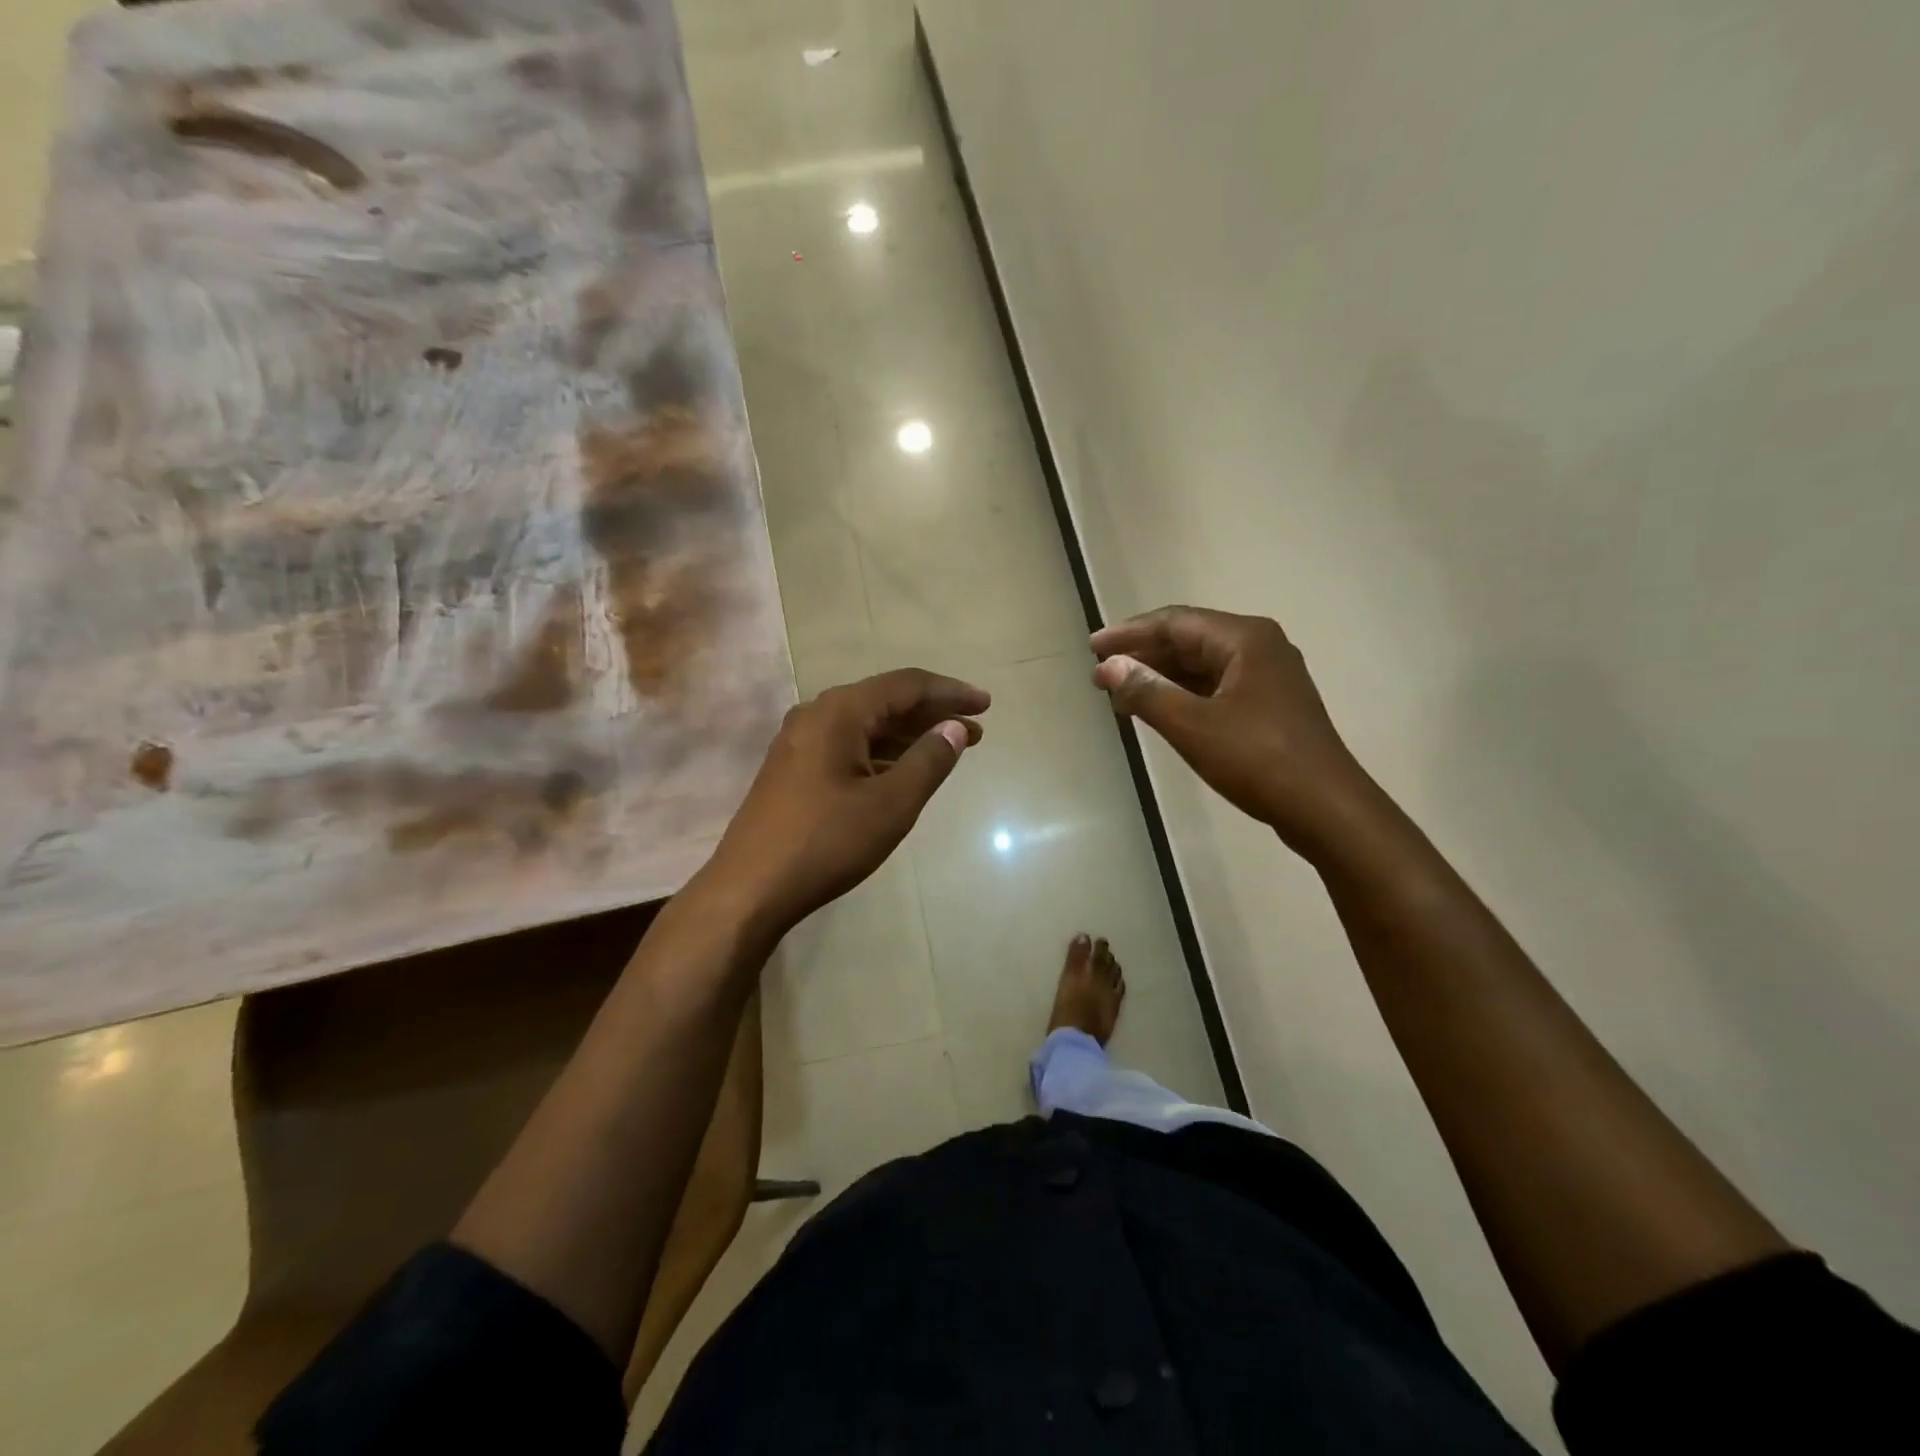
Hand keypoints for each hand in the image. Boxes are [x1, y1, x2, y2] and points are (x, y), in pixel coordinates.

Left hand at [701, 668, 988, 937]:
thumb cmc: (826, 842)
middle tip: (976, 730)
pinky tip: (904, 770)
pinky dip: (883, 753)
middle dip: (932, 714)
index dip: (949, 692)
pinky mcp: (794, 769)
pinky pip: (849, 746)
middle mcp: (816, 716)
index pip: (906, 685)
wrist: (750, 889)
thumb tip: (955, 727)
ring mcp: (800, 742)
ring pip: (867, 726)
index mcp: (838, 712)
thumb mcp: (890, 804)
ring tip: (950, 750)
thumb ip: (928, 761)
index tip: (986, 704)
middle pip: (885, 701)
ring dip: (909, 735)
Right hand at [1091, 606, 1374, 855]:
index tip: (1092, 648)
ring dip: (1161, 677)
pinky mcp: (1269, 706)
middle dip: (1143, 656)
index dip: (1129, 634)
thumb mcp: (1193, 725)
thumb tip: (1108, 667)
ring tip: (1120, 695)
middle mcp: (1259, 648)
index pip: (1174, 622)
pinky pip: (1216, 688)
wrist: (1325, 808)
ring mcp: (1268, 677)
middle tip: (1100, 674)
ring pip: (1202, 666)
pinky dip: (1183, 695)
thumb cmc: (1258, 759)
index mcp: (1245, 639)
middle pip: (1189, 640)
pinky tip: (1158, 711)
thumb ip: (1147, 691)